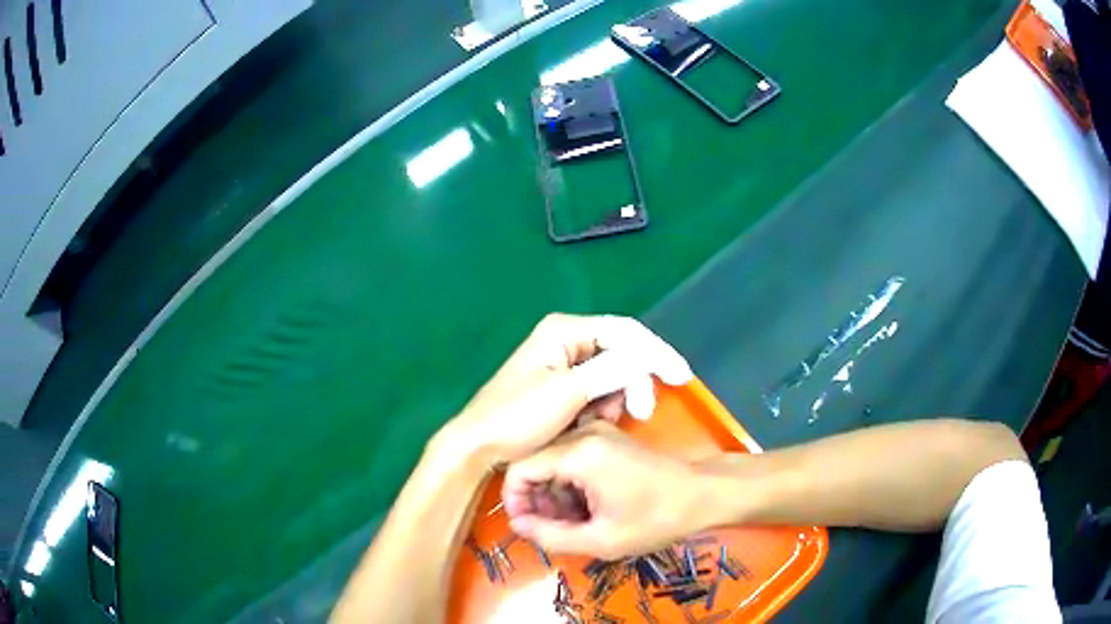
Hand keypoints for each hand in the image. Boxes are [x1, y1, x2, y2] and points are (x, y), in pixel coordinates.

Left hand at [438, 314, 691, 462]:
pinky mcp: (564, 386)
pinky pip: (600, 389)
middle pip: (621, 351)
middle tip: (641, 413)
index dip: (656, 352)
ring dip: (619, 397)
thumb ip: (611, 370)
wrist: (480, 447)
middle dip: (635, 381)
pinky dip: (605, 405)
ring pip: (613, 373)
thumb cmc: (517, 418)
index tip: (681, 377)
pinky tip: (596, 422)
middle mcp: (567, 340)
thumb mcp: (567, 393)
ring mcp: (565, 363)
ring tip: (606, 421)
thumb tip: (648, 358)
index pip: (624, 331)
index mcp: (565, 331)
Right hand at [501, 423, 706, 558]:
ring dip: (553, 495)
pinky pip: (571, 458)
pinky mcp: (607, 437)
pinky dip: (569, 485)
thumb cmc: (654, 519)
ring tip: (573, 523)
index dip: (514, 500)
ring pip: (552, 462)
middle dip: (536, 500)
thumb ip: (550, 536)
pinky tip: (587, 508)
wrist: (701, 494)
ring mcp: (597, 432)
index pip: (519, 469)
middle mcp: (583, 433)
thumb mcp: (600, 539)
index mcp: (579, 453)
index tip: (525, 527)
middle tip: (552, 530)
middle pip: (535, 464)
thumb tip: (517, 525)